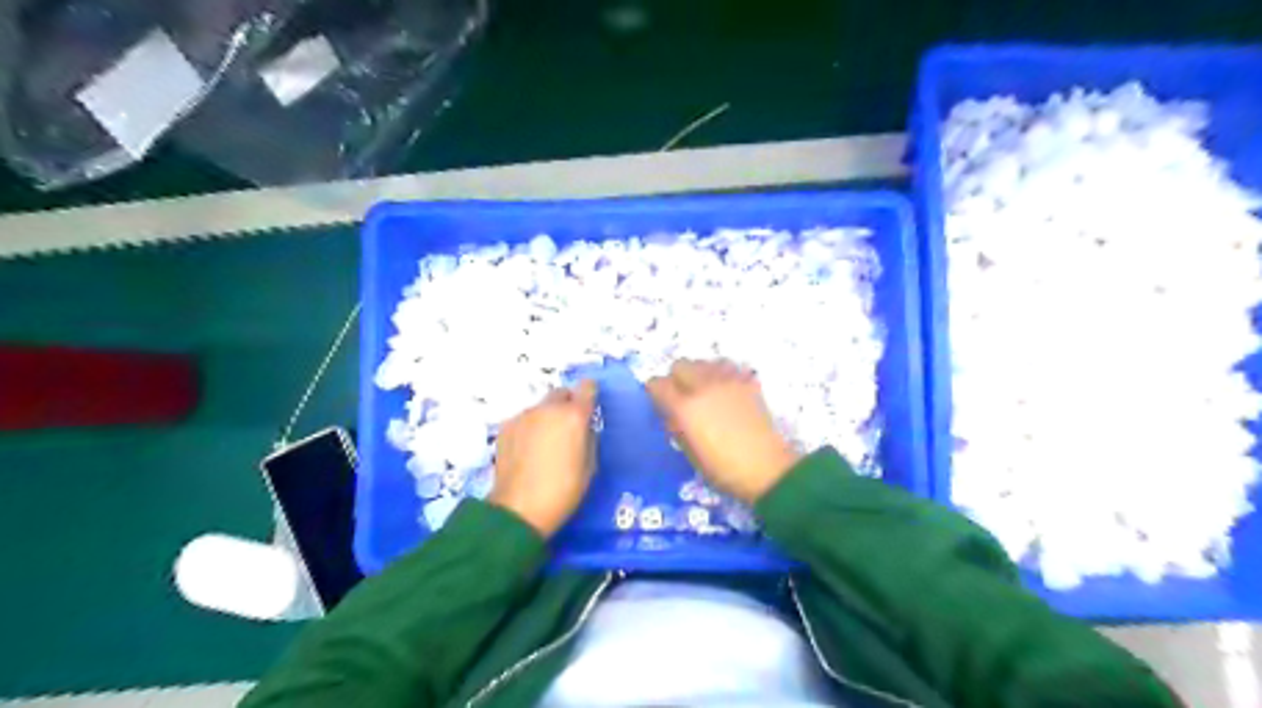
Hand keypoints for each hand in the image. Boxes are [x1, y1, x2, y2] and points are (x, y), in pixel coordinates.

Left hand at [486, 382, 596, 535]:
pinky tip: (527, 451)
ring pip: (541, 407)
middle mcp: (548, 409)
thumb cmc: (564, 491)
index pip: (587, 387)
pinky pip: (524, 420)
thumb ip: (589, 438)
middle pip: (561, 393)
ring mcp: (524, 416)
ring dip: (547, 418)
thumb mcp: (590, 466)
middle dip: (567, 405)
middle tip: (567, 429)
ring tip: (545, 444)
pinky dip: (529, 428)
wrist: (519, 509)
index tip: (589, 407)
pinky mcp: (506, 427)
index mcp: (574, 416)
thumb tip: (584, 428)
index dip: (590, 394)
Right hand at [651, 359, 795, 501]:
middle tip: (682, 396)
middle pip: (680, 365)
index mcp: (685, 407)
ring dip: (699, 373)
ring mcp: (728, 381)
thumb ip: (676, 428)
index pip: (657, 384)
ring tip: (705, 391)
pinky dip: (721, 373)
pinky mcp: (747, 382)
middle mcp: (703, 386)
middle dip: (676, 378)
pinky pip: (727, 366)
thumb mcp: (690, 453)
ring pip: (703, 361)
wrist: (767, 469)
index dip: (655, 392)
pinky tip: (724, 390)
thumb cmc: (723, 470)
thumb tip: (671, 414)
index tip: (659, 402)